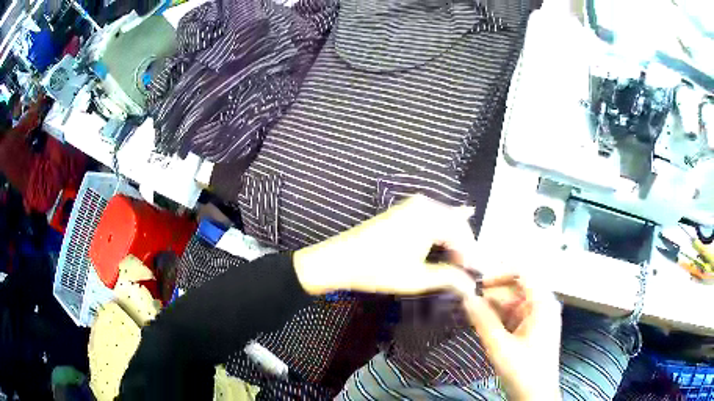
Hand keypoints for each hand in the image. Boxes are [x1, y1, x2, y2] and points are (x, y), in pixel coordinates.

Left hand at [293, 195, 480, 297]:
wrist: (340, 259)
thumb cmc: (378, 269)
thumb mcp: (417, 278)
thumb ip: (448, 278)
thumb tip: (471, 286)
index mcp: (430, 216)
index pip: (463, 235)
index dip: (472, 256)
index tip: (477, 275)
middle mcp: (424, 204)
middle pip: (456, 224)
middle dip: (465, 247)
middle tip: (470, 270)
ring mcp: (412, 204)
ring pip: (444, 220)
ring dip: (454, 240)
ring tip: (461, 261)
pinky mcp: (402, 210)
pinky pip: (431, 218)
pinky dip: (441, 232)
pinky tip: (450, 237)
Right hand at [463, 276, 561, 400]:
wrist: (535, 396)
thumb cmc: (523, 371)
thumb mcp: (500, 346)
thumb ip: (482, 320)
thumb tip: (466, 297)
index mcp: (543, 304)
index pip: (523, 274)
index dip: (499, 274)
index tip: (477, 284)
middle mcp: (543, 306)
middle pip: (516, 289)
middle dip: (493, 294)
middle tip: (470, 302)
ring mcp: (538, 318)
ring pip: (513, 303)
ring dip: (494, 307)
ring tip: (474, 315)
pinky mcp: (532, 329)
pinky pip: (514, 316)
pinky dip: (499, 318)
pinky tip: (484, 325)